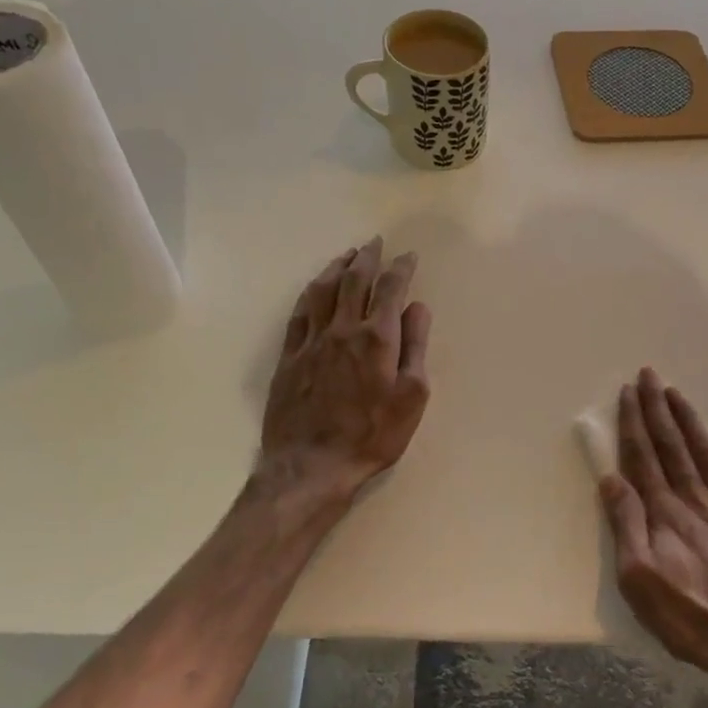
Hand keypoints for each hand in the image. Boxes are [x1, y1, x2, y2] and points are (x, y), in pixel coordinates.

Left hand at [259, 237, 430, 501]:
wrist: (312, 465)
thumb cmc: (373, 435)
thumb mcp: (412, 397)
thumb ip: (415, 348)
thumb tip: (418, 308)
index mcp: (377, 338)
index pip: (390, 290)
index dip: (400, 269)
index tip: (408, 256)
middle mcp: (342, 330)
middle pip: (354, 281)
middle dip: (367, 258)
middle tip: (375, 243)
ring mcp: (312, 341)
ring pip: (323, 290)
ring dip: (337, 267)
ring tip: (347, 255)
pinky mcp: (289, 357)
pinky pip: (300, 313)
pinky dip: (311, 293)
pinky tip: (315, 288)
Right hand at [600, 369, 707, 707]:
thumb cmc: (690, 617)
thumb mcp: (639, 579)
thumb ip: (626, 525)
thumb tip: (611, 478)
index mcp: (666, 513)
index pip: (644, 457)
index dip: (634, 422)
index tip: (628, 392)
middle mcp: (698, 500)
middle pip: (674, 446)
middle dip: (659, 409)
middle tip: (650, 375)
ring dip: (692, 422)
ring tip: (679, 395)